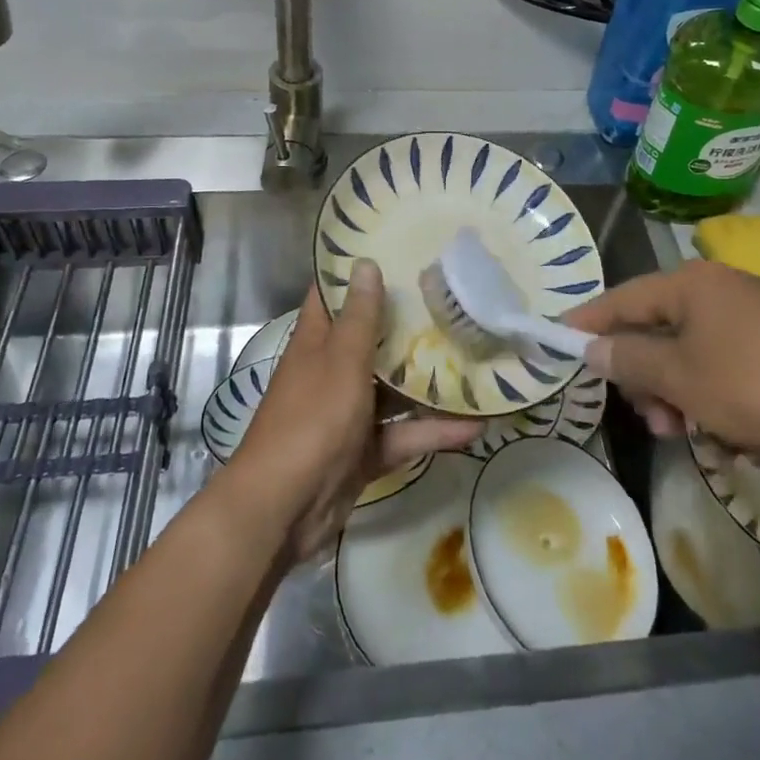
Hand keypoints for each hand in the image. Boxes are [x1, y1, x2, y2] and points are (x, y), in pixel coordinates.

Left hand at [227, 263, 480, 559]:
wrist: (283, 509)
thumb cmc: (311, 419)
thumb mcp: (341, 360)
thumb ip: (360, 317)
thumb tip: (366, 262)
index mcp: (317, 340)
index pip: (334, 294)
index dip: (358, 271)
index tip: (398, 249)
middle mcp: (332, 369)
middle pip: (372, 338)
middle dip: (408, 323)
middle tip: (453, 299)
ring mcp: (349, 411)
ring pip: (394, 387)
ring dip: (429, 380)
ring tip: (476, 358)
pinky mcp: (365, 449)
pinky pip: (404, 432)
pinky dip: (434, 430)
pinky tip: (476, 425)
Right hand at [566, 261, 759, 479]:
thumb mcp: (683, 377)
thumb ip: (631, 362)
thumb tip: (591, 348)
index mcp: (689, 286)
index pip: (621, 300)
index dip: (588, 323)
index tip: (558, 342)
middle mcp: (720, 296)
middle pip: (662, 338)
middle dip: (655, 386)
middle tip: (660, 425)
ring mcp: (757, 327)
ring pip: (699, 368)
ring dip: (695, 407)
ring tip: (715, 442)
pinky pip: (737, 385)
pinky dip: (735, 415)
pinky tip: (756, 443)